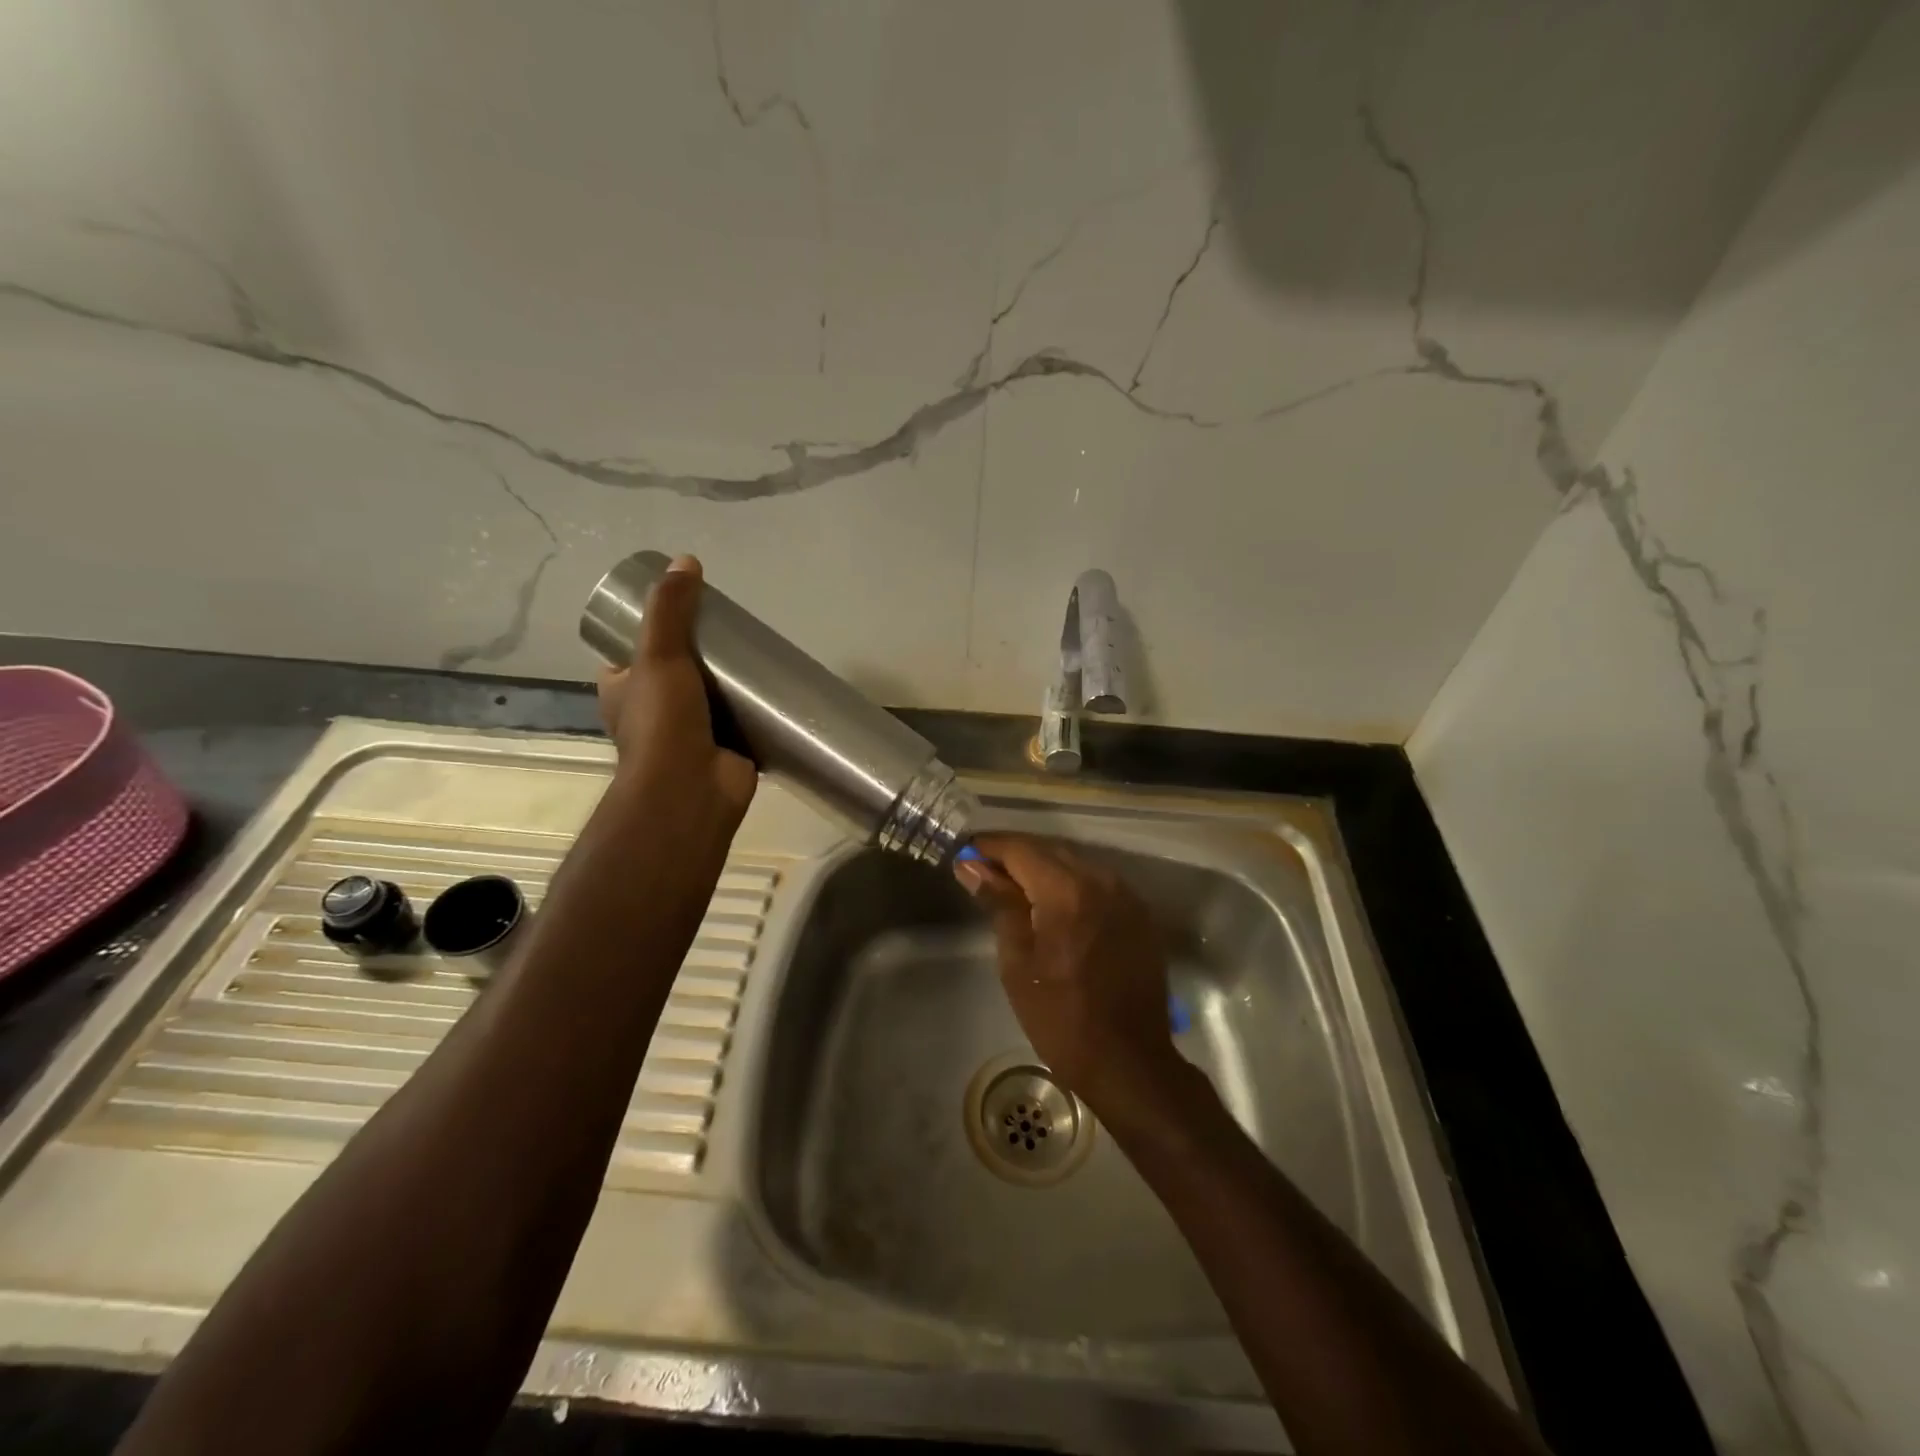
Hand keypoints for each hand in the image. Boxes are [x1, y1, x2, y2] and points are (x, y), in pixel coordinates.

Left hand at [595, 555, 757, 851]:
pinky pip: (742, 720)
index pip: (632, 652)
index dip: (651, 629)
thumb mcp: (659, 654)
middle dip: (701, 653)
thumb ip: (671, 610)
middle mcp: (653, 711)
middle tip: (729, 628)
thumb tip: (685, 560)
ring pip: (711, 695)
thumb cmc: (663, 722)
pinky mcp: (726, 747)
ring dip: (730, 680)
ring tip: (755, 650)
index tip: (682, 609)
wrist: (692, 789)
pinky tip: (774, 685)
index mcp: (623, 690)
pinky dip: (754, 706)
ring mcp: (691, 732)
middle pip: (677, 670)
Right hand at [956, 834, 1183, 1117]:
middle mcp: (1102, 880)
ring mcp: (1127, 896)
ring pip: (1077, 863)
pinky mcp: (1140, 914)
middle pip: (1051, 850)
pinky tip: (1054, 904)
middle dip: (1016, 855)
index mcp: (1068, 891)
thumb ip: (999, 904)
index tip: (965, 851)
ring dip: (1044, 867)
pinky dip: (1072, 884)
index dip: (990, 846)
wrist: (1129, 1062)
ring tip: (1014, 886)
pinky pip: (1099, 883)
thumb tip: (972, 866)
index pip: (1021, 849)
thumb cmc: (1061, 1018)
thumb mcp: (1018, 962)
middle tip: (983, 869)